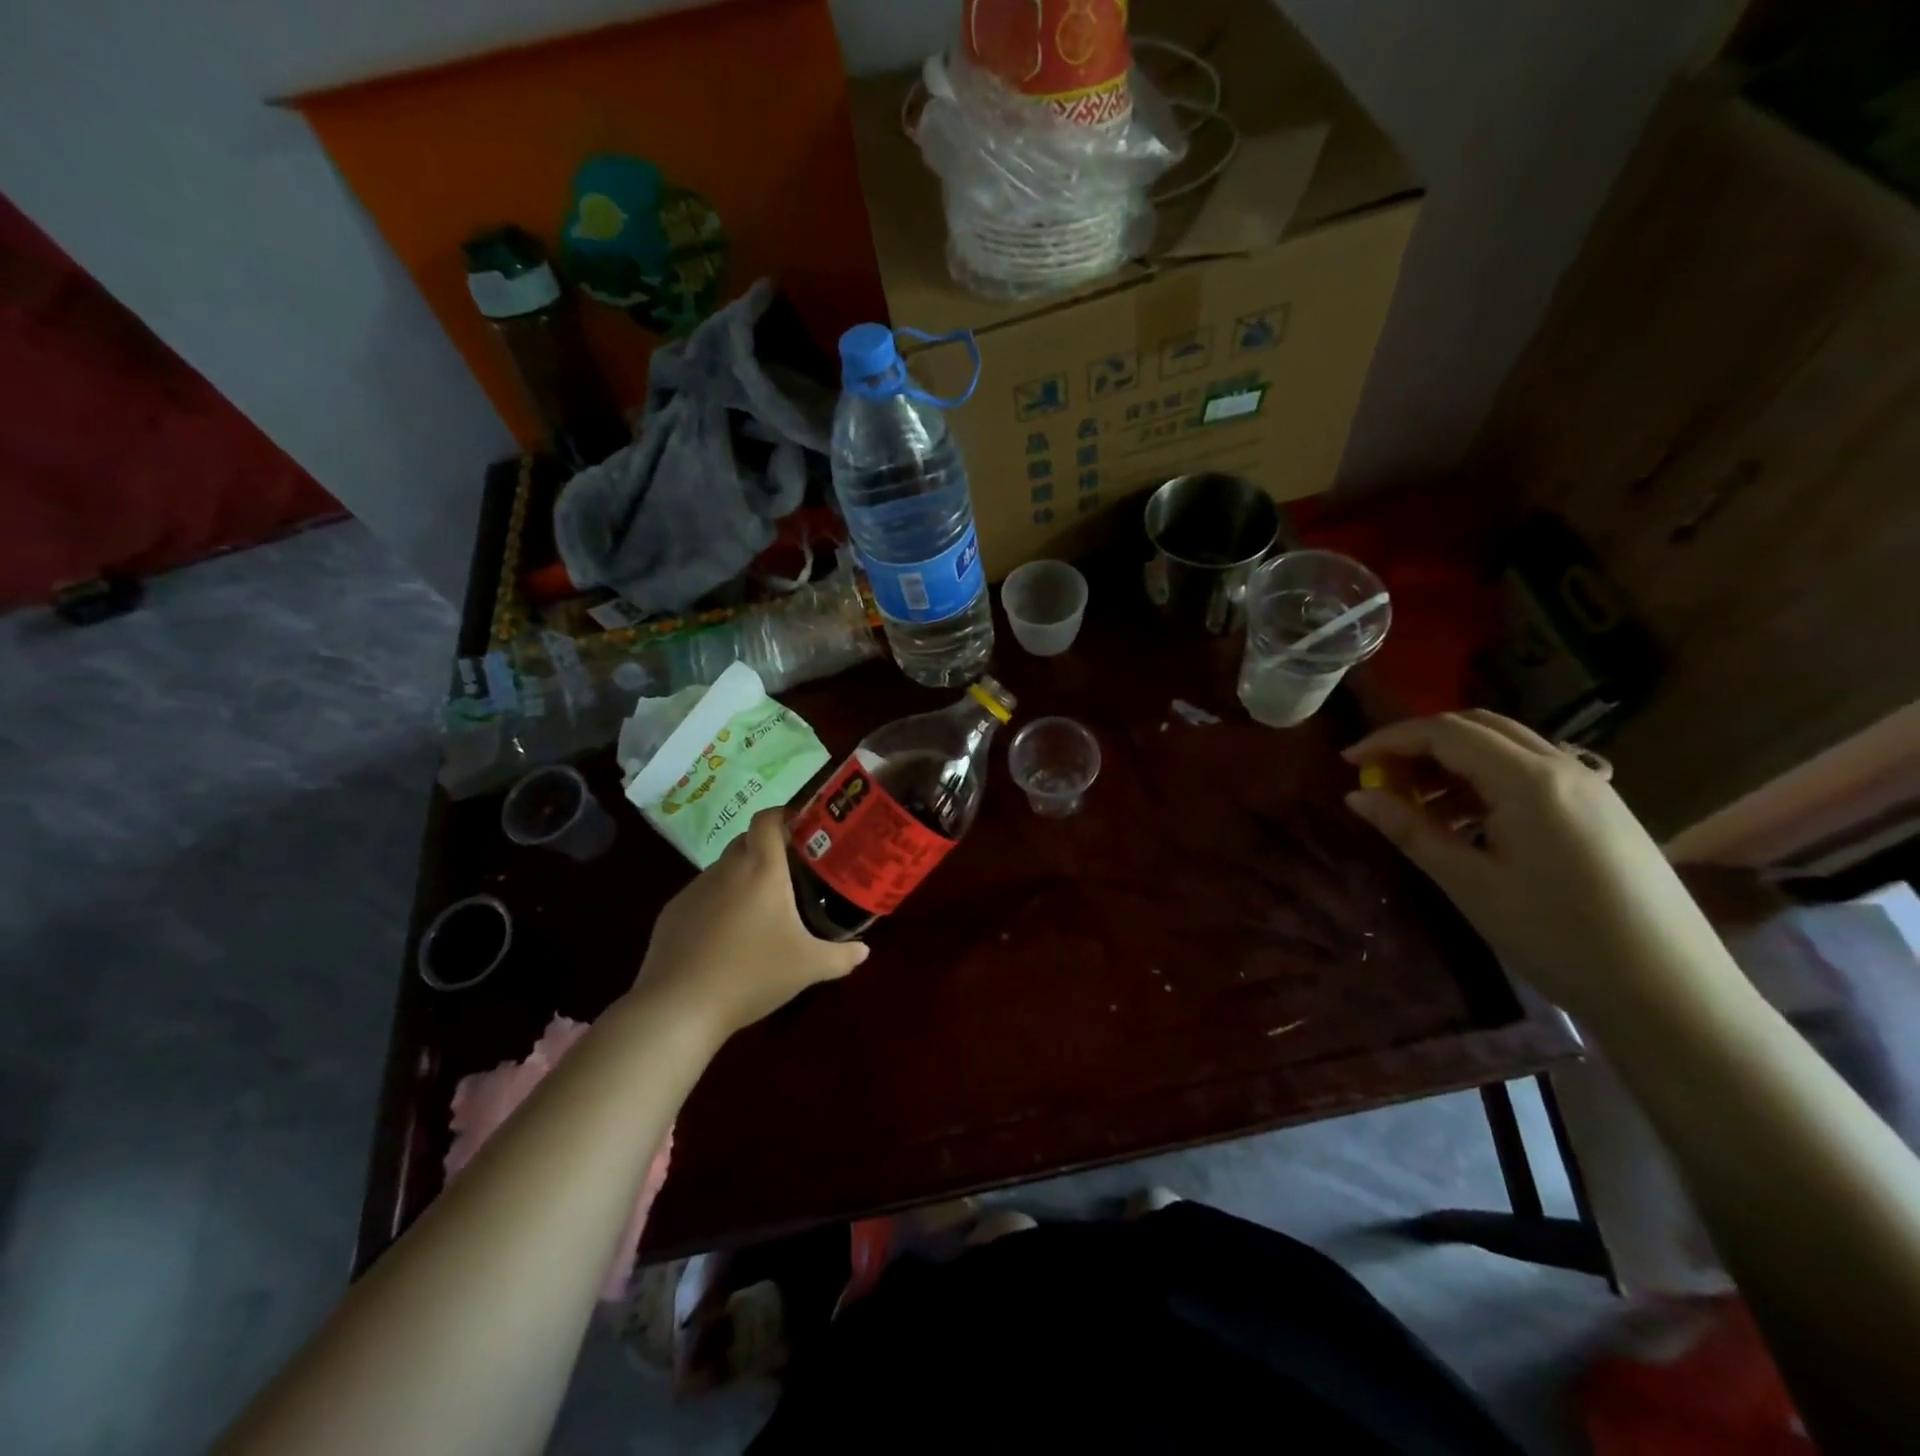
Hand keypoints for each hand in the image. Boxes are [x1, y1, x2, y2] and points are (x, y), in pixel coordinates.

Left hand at [632, 810, 868, 1038]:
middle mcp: (725, 869)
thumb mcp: (808, 968)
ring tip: (760, 910)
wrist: (679, 1008)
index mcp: (761, 869)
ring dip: (742, 879)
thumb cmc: (752, 974)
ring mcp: (694, 890)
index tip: (803, 827)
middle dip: (768, 848)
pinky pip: (702, 896)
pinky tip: (726, 937)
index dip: (784, 814)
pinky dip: (717, 904)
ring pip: (723, 870)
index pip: (768, 819)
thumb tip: (864, 951)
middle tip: (792, 872)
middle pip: (746, 841)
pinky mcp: (672, 913)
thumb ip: (842, 956)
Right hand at [1343, 711, 1742, 1029]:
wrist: (1672, 994)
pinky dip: (1485, 780)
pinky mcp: (1602, 810)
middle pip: (1477, 727)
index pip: (1445, 732)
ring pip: (1505, 747)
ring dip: (1452, 761)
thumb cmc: (1559, 937)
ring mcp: (1590, 787)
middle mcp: (1563, 767)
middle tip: (1379, 777)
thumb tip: (1357, 796)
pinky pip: (1531, 772)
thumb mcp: (1470, 883)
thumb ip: (1410, 831)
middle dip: (1419, 743)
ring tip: (1416, 805)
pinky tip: (1467, 821)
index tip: (1348, 762)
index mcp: (1529, 780)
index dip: (1389, 740)